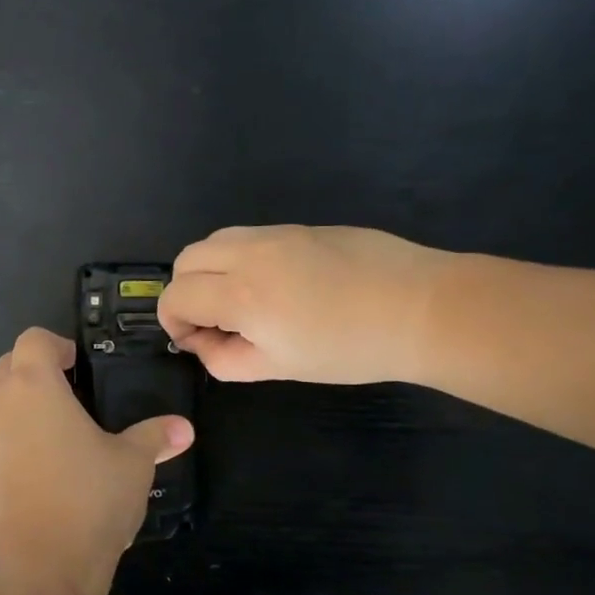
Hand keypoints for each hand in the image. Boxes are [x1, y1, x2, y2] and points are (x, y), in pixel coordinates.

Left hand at [0, 328, 193, 594]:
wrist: (38, 571)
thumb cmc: (89, 500)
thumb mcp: (133, 465)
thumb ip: (155, 437)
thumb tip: (183, 428)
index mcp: (33, 389)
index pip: (32, 340)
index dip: (56, 345)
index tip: (79, 367)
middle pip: (6, 370)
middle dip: (34, 375)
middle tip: (71, 399)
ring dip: (22, 420)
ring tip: (60, 450)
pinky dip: (11, 462)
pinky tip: (40, 492)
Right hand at [159, 225, 453, 384]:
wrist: (421, 307)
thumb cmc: (349, 349)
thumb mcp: (280, 368)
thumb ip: (225, 359)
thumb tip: (202, 343)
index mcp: (240, 294)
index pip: (176, 296)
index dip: (173, 323)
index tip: (196, 342)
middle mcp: (248, 253)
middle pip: (185, 260)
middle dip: (185, 292)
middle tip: (214, 322)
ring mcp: (275, 233)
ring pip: (214, 241)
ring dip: (209, 271)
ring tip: (240, 301)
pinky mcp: (300, 226)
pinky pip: (248, 237)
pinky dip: (239, 259)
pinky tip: (275, 286)